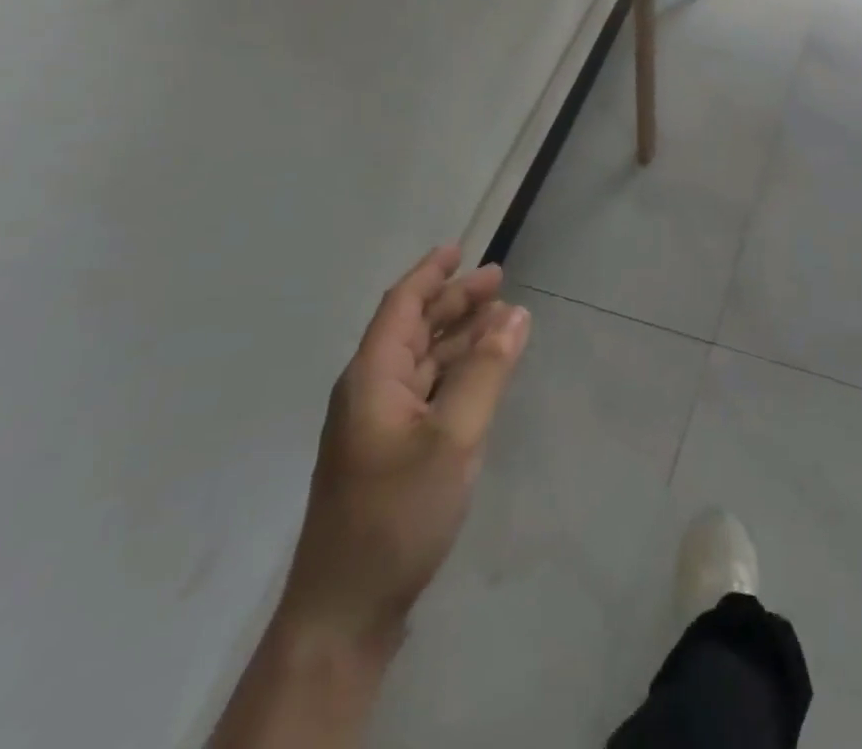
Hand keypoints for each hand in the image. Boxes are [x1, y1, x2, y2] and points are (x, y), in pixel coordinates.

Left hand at [276, 248, 529, 655]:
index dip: (430, 274)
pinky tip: (482, 373)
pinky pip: (427, 391)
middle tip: (499, 279)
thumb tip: (515, 314)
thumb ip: (486, 371)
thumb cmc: (396, 513)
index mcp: (372, 378)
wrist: (345, 613)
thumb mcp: (453, 437)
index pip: (401, 306)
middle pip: (413, 329)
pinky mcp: (389, 454)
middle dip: (454, 301)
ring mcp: (378, 426)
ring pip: (422, 361)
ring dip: (459, 336)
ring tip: (500, 318)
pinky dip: (456, 371)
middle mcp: (370, 393)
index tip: (460, 248)